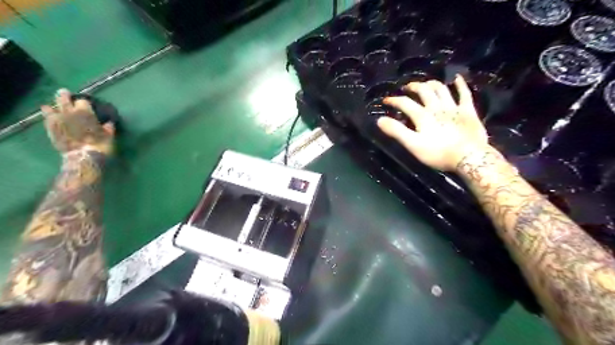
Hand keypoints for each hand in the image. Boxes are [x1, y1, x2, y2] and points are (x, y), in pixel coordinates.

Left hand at [41, 89, 114, 156]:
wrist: (83, 157)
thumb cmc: (100, 145)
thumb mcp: (109, 136)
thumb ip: (108, 128)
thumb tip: (109, 123)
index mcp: (85, 113)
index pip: (83, 101)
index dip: (84, 101)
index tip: (86, 102)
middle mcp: (69, 113)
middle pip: (64, 100)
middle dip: (64, 96)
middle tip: (64, 92)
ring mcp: (58, 120)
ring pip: (53, 107)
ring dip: (54, 104)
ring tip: (54, 103)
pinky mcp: (51, 128)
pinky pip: (46, 118)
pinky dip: (48, 114)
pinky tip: (47, 112)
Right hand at [381, 75, 489, 171]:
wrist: (469, 157)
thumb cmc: (438, 153)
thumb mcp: (413, 145)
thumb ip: (396, 131)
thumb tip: (380, 120)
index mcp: (422, 116)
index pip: (405, 103)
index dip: (394, 100)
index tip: (385, 100)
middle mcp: (437, 107)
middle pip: (423, 91)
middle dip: (413, 87)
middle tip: (407, 87)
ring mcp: (454, 107)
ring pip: (441, 89)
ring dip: (432, 84)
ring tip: (425, 83)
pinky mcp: (468, 111)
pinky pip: (464, 94)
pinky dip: (460, 85)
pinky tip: (457, 78)